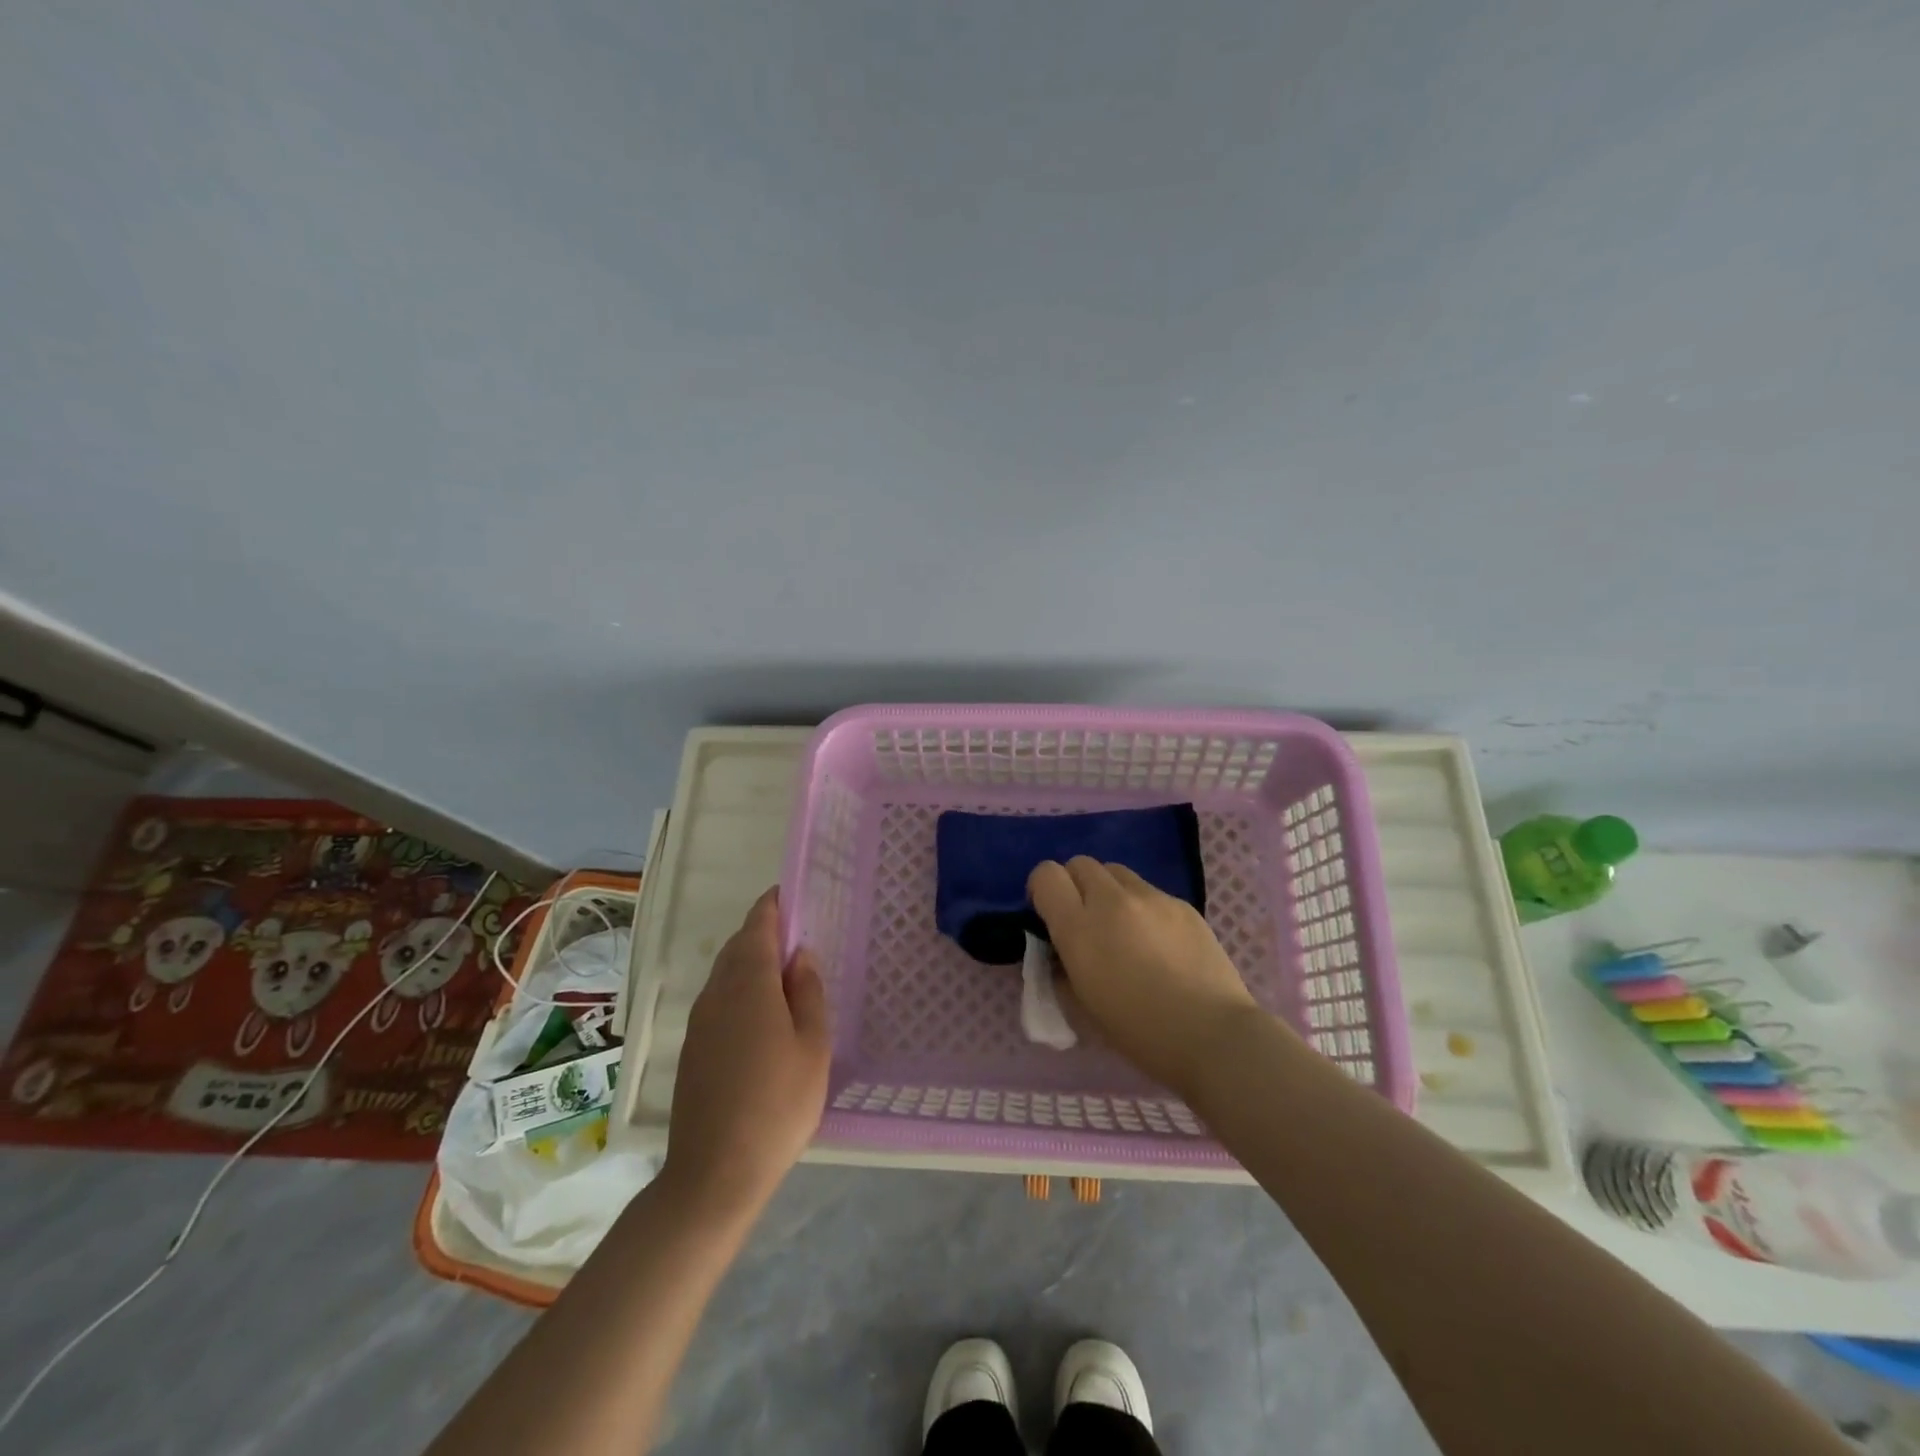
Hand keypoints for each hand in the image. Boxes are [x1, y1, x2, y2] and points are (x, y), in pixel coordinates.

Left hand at [661, 888, 829, 1221]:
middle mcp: (717, 992)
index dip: (774, 905)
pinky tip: (762, 1016)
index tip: (791, 894)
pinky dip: (741, 990)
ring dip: (752, 962)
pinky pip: (719, 1000)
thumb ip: (809, 992)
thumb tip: (801, 956)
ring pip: (726, 974)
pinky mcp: (693, 1048)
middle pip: (738, 946)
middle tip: (798, 938)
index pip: (758, 925)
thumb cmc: (778, 1103)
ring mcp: (699, 1021)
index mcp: (749, 982)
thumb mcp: (813, 1045)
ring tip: (785, 975)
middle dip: (764, 933)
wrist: (714, 1172)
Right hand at [1029, 857, 1262, 1097]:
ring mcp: (1151, 897)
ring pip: (1116, 872)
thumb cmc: (1139, 1033)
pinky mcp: (1182, 904)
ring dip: (1108, 891)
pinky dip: (1142, 907)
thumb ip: (1063, 967)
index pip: (1046, 875)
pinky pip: (1150, 891)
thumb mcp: (1083, 1005)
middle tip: (1085, 919)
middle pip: (1081, 864)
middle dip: (1075, 885)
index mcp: (1079, 927)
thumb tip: (1061, 950)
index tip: (1048, 913)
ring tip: (1123, 927)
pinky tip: (1159, 943)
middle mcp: (1111, 900)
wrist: (1212, 1036)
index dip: (1042, 889)